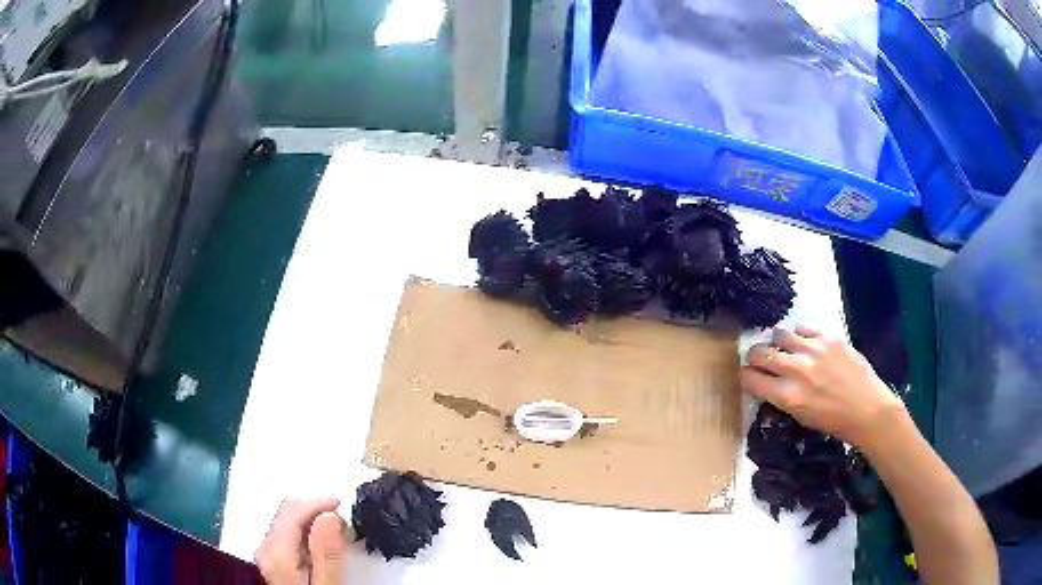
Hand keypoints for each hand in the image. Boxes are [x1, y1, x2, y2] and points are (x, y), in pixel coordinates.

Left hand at [255, 498, 344, 584]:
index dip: (318, 502)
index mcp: (278, 552)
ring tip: (337, 534)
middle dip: (315, 509)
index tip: (342, 506)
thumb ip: (326, 553)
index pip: (292, 509)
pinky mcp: (272, 558)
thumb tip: (329, 516)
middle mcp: (266, 547)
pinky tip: (321, 544)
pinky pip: (287, 533)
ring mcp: (266, 552)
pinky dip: (306, 531)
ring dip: (312, 520)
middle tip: (343, 523)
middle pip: (287, 511)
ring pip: (287, 520)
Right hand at [740, 326, 905, 447]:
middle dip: (754, 357)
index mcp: (787, 396)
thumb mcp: (801, 417)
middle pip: (759, 353)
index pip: (750, 378)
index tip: (748, 377)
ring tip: (783, 348)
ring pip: (779, 334)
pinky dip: (798, 335)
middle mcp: (796, 370)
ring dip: (776, 342)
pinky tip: (803, 342)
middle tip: (759, 360)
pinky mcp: (828, 338)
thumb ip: (782, 397)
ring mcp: (813, 350)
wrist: (867, 410)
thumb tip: (769, 382)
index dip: (745, 377)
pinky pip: (802, 328)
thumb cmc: (833, 421)